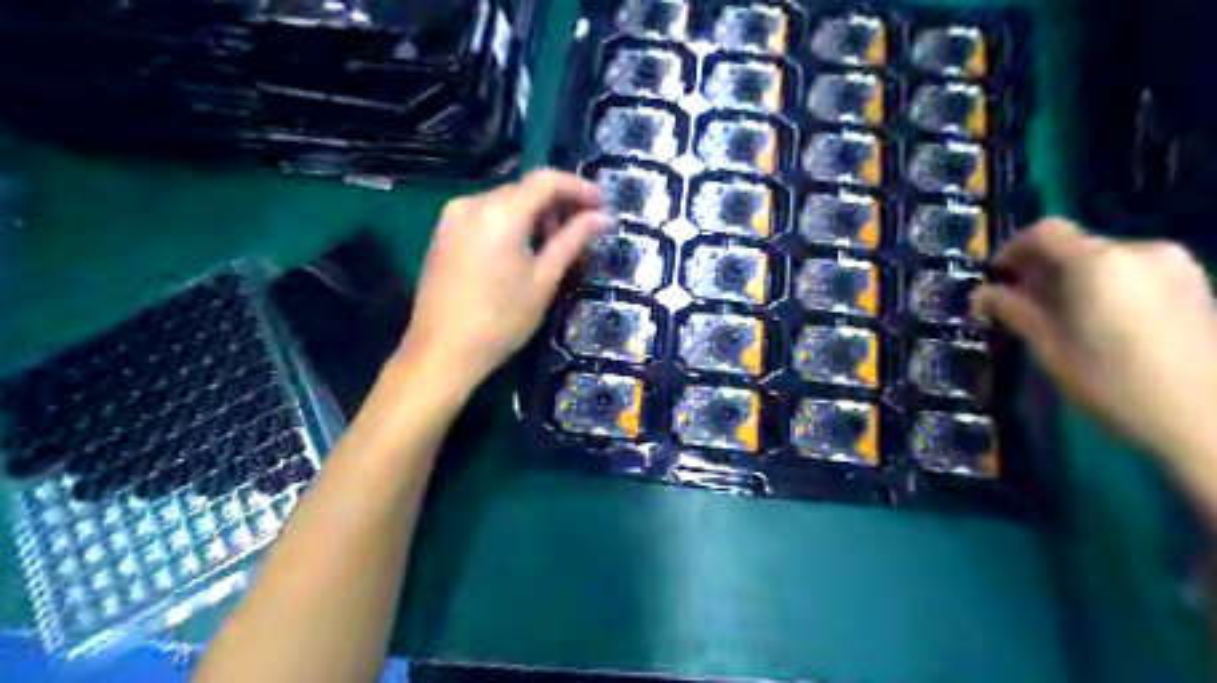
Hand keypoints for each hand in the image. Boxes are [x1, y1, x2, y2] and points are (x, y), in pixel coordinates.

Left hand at [399, 167, 608, 391]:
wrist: (443, 352)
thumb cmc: (501, 320)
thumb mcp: (544, 280)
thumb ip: (573, 241)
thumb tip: (603, 218)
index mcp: (501, 212)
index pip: (546, 180)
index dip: (579, 187)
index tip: (602, 204)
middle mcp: (473, 203)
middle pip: (524, 189)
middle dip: (557, 204)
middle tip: (581, 231)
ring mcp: (452, 217)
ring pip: (504, 202)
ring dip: (533, 214)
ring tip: (552, 245)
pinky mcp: (443, 233)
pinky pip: (485, 215)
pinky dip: (510, 224)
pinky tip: (521, 250)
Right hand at [977, 218, 1216, 464]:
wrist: (1206, 420)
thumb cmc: (1113, 383)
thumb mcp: (1050, 347)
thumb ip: (1013, 311)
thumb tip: (981, 293)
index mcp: (1098, 262)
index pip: (1044, 231)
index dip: (1012, 249)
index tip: (997, 277)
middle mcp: (1139, 250)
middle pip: (1075, 245)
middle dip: (1042, 269)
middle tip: (1021, 303)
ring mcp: (1175, 264)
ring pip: (1104, 259)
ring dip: (1073, 278)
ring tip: (1060, 316)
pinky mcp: (1195, 283)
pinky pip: (1133, 271)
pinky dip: (1106, 285)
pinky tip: (1101, 321)